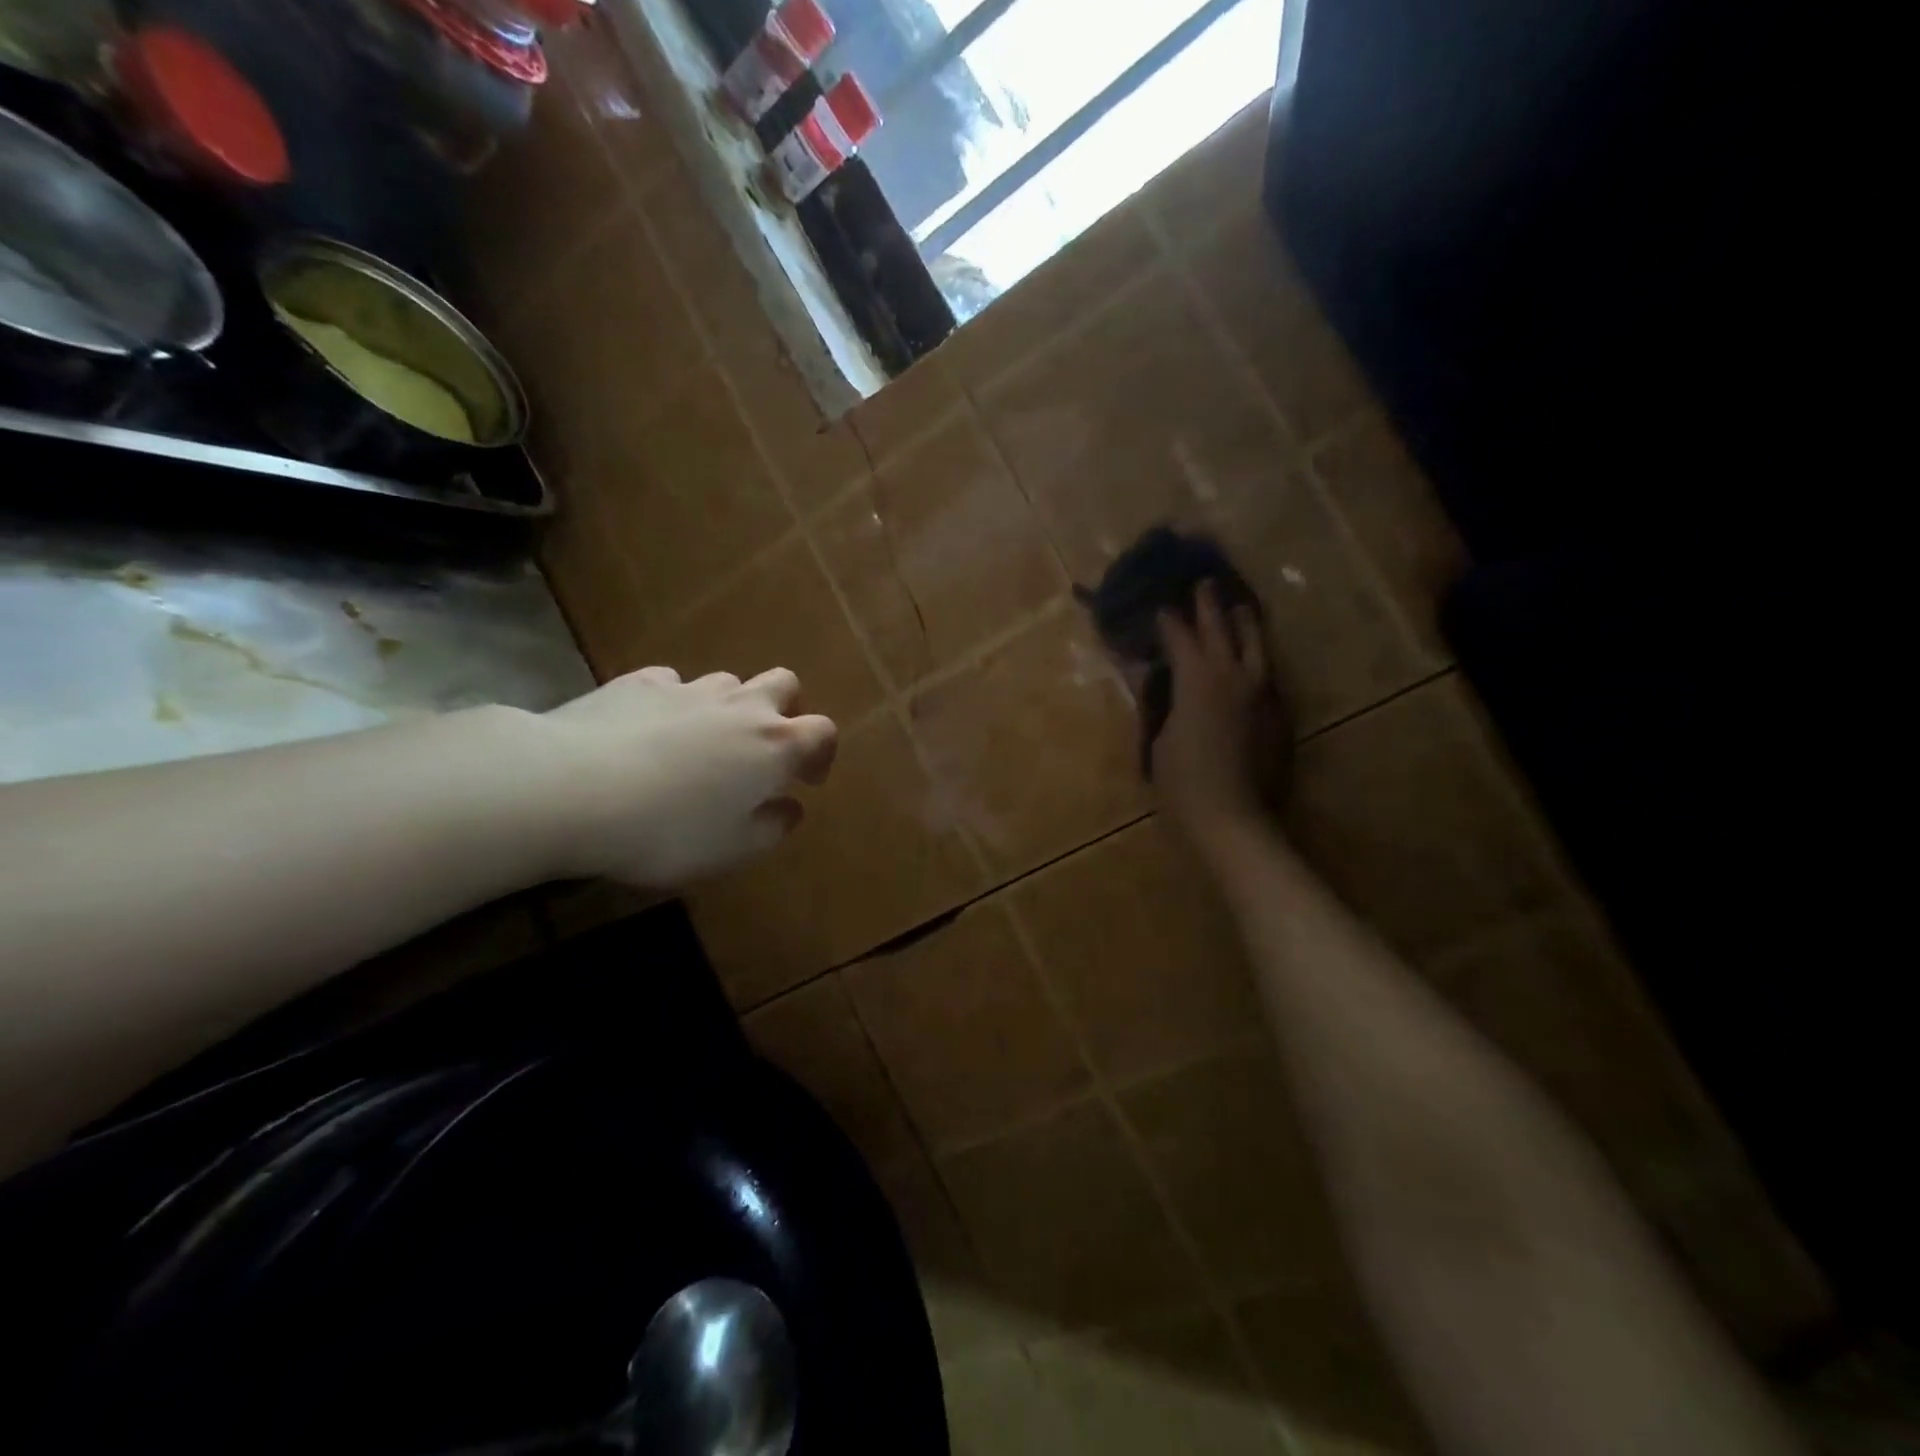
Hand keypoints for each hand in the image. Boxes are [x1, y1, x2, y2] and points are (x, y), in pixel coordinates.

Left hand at [536, 666, 836, 888]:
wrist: (570, 789)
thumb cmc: (666, 830)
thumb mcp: (731, 849)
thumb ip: (771, 828)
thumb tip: (789, 808)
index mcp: (775, 746)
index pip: (822, 732)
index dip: (821, 754)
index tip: (806, 780)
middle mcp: (741, 706)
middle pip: (784, 684)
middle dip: (784, 710)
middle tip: (762, 749)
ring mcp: (689, 688)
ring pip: (728, 682)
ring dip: (728, 707)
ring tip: (701, 743)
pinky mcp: (639, 682)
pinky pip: (672, 684)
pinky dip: (674, 703)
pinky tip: (649, 731)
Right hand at [1152, 584, 1285, 846]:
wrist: (1232, 820)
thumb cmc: (1181, 783)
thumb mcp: (1159, 738)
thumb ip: (1156, 701)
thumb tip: (1149, 674)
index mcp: (1198, 680)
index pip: (1181, 637)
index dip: (1168, 620)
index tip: (1159, 606)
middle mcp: (1234, 677)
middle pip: (1223, 630)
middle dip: (1210, 606)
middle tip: (1204, 583)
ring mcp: (1261, 695)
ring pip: (1257, 646)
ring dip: (1244, 623)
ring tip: (1240, 607)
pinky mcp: (1276, 715)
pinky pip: (1266, 673)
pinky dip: (1257, 656)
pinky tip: (1252, 658)